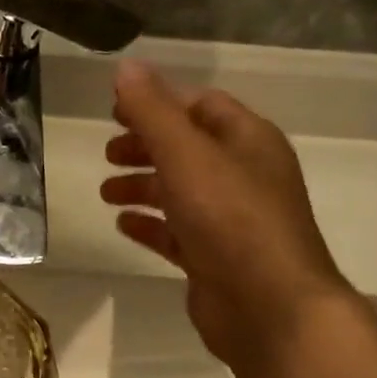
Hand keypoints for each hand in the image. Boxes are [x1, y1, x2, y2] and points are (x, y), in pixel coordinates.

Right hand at [100, 59, 353, 365]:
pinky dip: (150, 224)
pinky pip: (177, 232)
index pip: (201, 105)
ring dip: (142, 186)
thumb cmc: (231, 221)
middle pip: (188, 148)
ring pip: (180, 191)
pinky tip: (122, 225)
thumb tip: (125, 68)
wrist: (270, 309)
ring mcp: (231, 221)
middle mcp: (243, 176)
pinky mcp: (215, 258)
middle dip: (145, 146)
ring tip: (106, 192)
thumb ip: (152, 112)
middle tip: (107, 153)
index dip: (158, 102)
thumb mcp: (187, 156)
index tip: (115, 110)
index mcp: (248, 141)